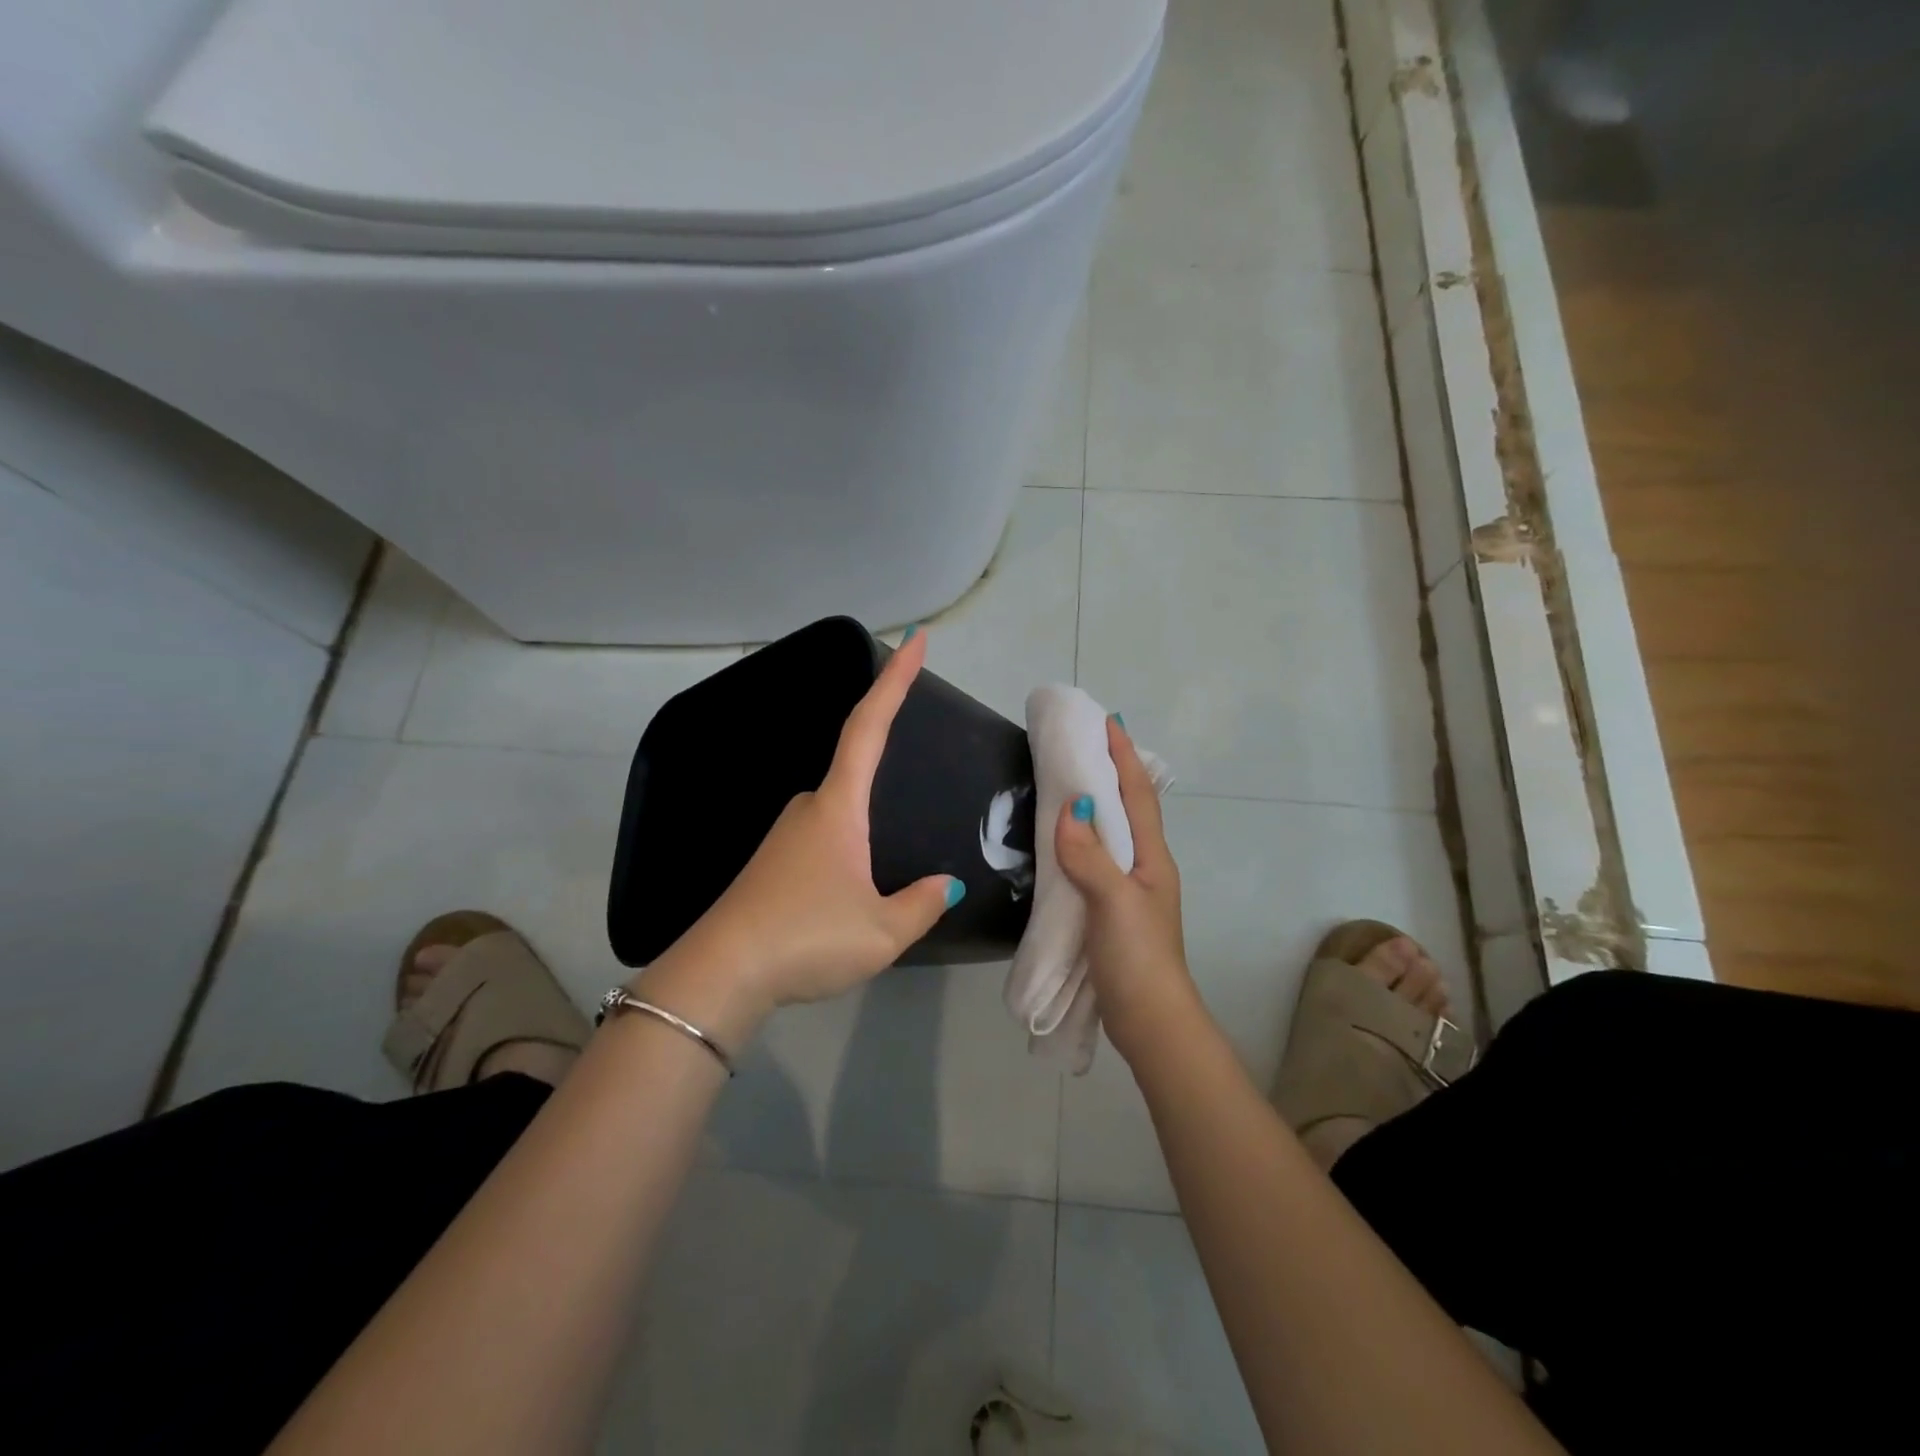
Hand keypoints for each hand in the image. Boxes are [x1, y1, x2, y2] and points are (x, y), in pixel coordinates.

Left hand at [641, 629, 960, 1041]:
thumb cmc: (806, 939)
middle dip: (885, 756)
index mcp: (838, 807)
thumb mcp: (881, 932)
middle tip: (919, 773)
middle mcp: (809, 808)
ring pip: (840, 811)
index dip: (895, 680)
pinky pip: (824, 837)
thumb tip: (947, 885)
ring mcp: (786, 835)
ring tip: (886, 871)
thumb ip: (922, 905)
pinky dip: (848, 846)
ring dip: (866, 822)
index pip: (870, 726)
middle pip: (854, 765)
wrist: (720, 974)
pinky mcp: (773, 863)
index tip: (916, 639)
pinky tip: (852, 884)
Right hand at [1053, 717, 1197, 1061]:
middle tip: (1081, 742)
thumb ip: (1090, 855)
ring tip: (1067, 778)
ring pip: (1111, 833)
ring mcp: (1128, 888)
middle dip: (1110, 771)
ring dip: (1095, 803)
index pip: (1138, 794)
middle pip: (1128, 807)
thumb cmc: (1137, 957)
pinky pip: (1094, 859)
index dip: (1124, 756)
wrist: (1149, 1020)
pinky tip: (1060, 839)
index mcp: (1151, 857)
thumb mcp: (1114, 902)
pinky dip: (1079, 838)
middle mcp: (1144, 866)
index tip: (1107, 721)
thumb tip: (1070, 805)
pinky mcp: (1110, 909)